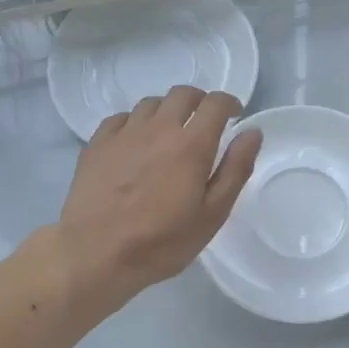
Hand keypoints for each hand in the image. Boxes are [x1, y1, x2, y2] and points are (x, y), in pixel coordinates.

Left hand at [55, 85, 262, 313]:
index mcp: (191, 144)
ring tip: (170, 133)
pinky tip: (136, 142)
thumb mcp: (212, 214)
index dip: (229, 103)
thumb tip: (252, 132)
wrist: (95, 253)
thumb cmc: (162, 241)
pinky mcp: (97, 144)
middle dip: (199, 101)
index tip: (234, 116)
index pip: (215, 103)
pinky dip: (135, 122)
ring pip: (151, 103)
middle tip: (204, 122)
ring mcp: (124, 133)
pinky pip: (120, 118)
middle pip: (182, 94)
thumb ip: (235, 169)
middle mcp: (158, 128)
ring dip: (167, 111)